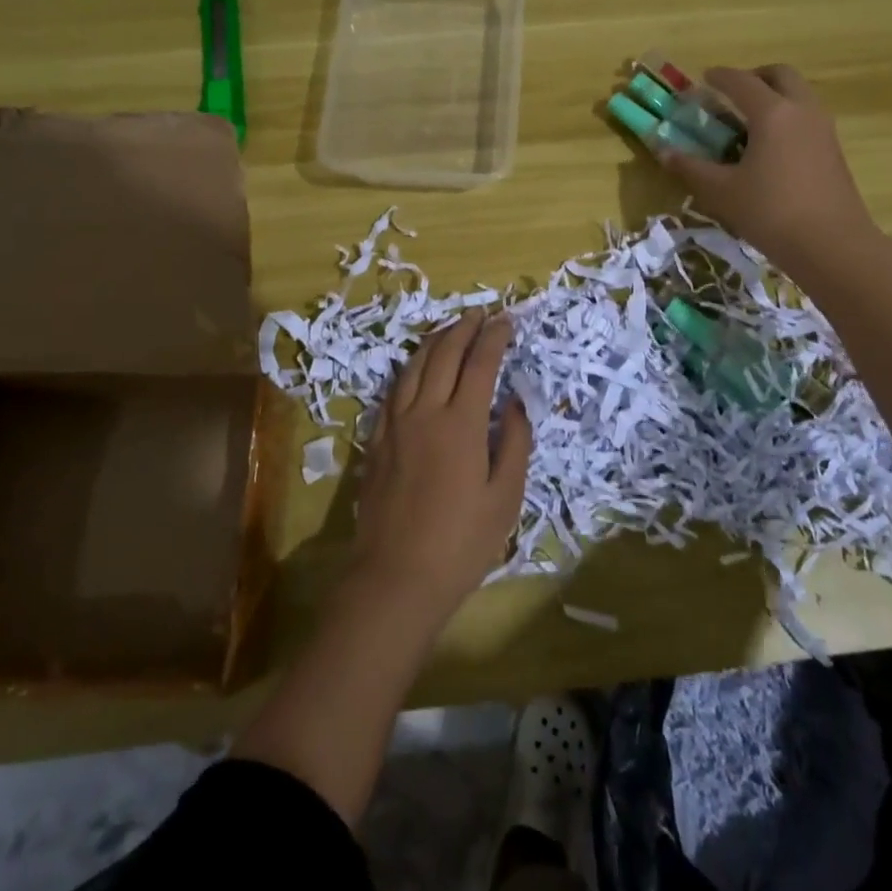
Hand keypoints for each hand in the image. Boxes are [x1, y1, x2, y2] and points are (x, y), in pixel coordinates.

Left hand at [349, 310, 533, 627]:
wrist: (396, 577)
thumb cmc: (462, 542)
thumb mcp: (505, 497)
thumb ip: (514, 442)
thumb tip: (513, 402)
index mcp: (461, 423)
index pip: (480, 363)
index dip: (494, 337)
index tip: (506, 320)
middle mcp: (425, 412)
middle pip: (444, 354)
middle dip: (465, 328)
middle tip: (481, 313)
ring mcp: (396, 424)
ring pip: (414, 365)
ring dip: (436, 340)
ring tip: (452, 329)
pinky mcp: (377, 440)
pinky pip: (394, 389)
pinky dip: (411, 367)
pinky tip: (417, 367)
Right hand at [659, 64, 881, 275]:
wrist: (832, 246)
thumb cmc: (771, 212)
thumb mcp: (721, 192)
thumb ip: (691, 168)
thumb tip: (663, 151)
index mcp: (772, 113)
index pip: (741, 82)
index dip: (719, 77)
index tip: (703, 78)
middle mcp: (802, 111)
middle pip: (781, 75)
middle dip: (755, 77)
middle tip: (733, 94)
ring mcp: (823, 130)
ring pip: (799, 95)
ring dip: (775, 96)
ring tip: (749, 122)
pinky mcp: (834, 151)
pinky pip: (808, 118)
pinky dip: (788, 118)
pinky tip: (770, 148)